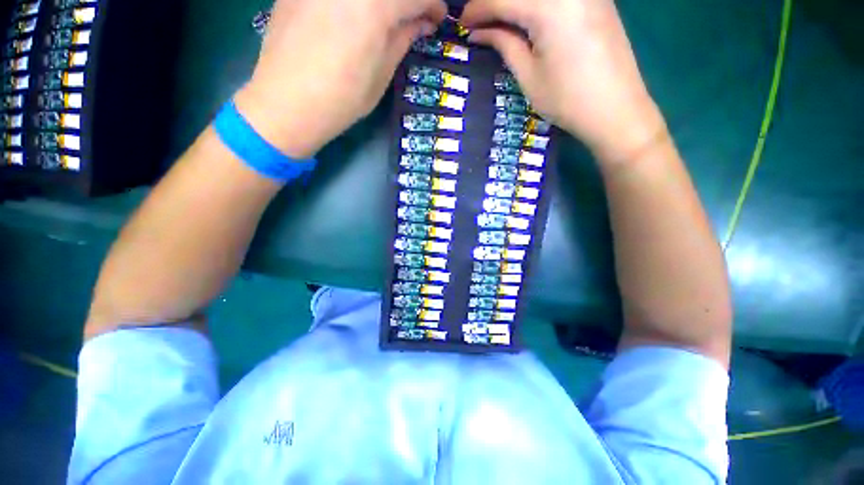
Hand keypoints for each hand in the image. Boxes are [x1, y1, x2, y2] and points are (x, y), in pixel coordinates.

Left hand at [234, 0, 446, 158]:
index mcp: (376, 7)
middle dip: (408, 1)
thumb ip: (403, 39)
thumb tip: (422, 22)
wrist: (288, 103)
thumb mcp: (382, 75)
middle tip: (411, 17)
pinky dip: (354, 2)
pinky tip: (352, 15)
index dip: (434, 5)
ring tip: (382, 19)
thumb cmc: (343, 99)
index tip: (437, 18)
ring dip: (381, 3)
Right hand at [461, 0, 667, 163]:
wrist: (616, 110)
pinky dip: (536, 5)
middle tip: (480, 22)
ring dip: (515, 4)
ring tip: (501, 22)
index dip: (478, 9)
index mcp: (549, 6)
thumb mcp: (529, 76)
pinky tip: (527, 19)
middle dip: (495, 2)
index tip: (463, 24)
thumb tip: (480, 32)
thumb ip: (504, 44)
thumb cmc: (567, 100)